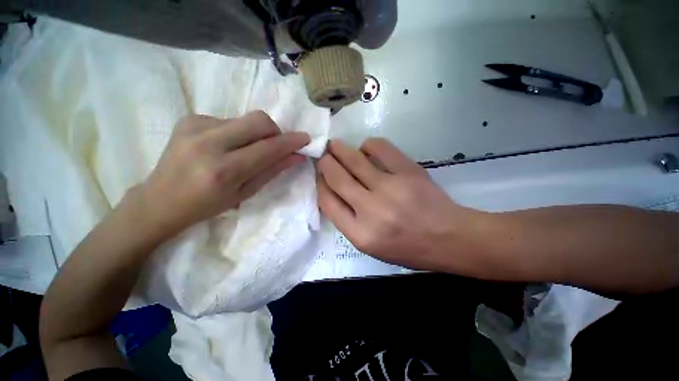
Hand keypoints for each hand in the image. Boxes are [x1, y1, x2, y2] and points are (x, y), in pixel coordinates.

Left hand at [138, 111, 309, 236]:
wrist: (159, 200)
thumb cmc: (207, 205)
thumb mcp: (245, 193)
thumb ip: (273, 171)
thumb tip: (297, 156)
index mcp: (224, 170)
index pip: (268, 147)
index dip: (291, 141)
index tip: (305, 138)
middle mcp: (208, 142)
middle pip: (258, 120)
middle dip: (275, 131)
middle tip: (276, 146)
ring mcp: (195, 126)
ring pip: (245, 119)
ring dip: (256, 134)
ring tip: (246, 151)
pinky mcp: (189, 119)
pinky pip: (229, 120)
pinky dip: (238, 132)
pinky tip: (227, 147)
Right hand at [317, 139, 482, 271]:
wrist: (449, 238)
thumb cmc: (407, 247)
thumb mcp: (370, 245)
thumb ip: (347, 220)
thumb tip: (332, 191)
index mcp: (360, 234)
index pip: (327, 201)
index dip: (320, 184)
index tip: (320, 176)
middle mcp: (371, 210)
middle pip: (337, 177)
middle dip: (325, 163)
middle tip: (324, 156)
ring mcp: (390, 188)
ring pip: (354, 159)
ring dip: (340, 149)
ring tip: (335, 146)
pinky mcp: (408, 171)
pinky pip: (380, 148)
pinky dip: (368, 145)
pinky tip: (366, 148)